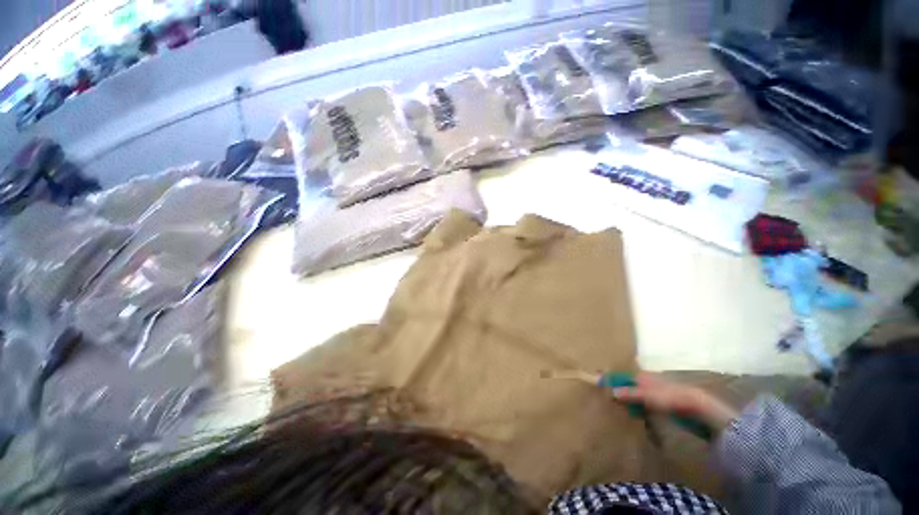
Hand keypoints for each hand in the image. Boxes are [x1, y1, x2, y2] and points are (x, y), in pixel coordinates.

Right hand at [611, 372, 738, 431]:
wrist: (699, 407)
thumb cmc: (672, 398)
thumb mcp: (649, 396)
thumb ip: (630, 394)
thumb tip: (611, 392)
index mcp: (641, 375)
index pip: (620, 375)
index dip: (609, 378)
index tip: (596, 381)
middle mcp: (645, 381)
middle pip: (626, 383)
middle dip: (615, 388)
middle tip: (603, 395)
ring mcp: (653, 391)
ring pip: (634, 393)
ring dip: (625, 398)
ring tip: (614, 405)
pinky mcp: (660, 402)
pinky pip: (642, 402)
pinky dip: (635, 405)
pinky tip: (633, 413)